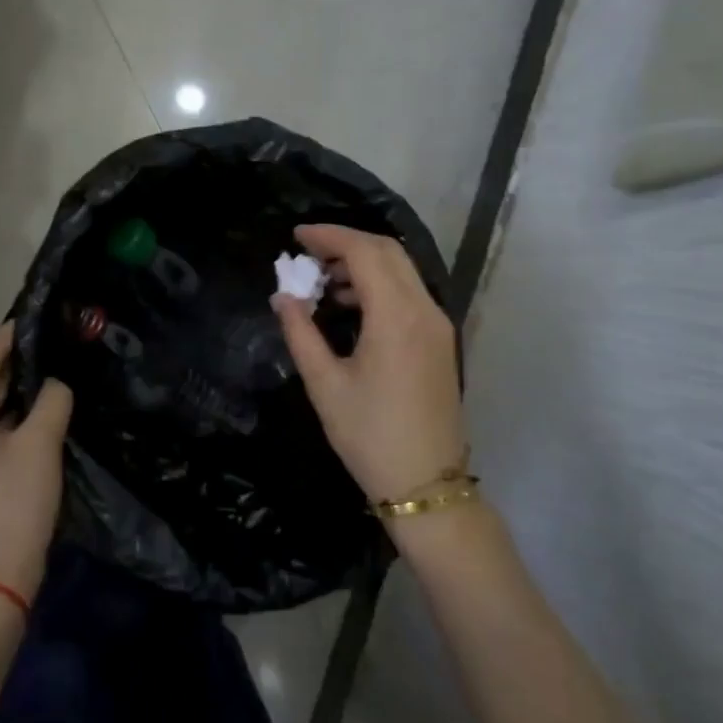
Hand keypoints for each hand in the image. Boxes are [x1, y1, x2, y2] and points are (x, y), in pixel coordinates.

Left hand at [0, 324, 72, 603]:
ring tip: (41, 376)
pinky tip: (22, 415)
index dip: (8, 338)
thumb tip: (54, 383)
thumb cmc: (12, 509)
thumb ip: (51, 399)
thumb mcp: (40, 446)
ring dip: (3, 399)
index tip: (32, 317)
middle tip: (46, 348)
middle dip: (10, 371)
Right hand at [272, 224, 464, 503]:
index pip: (364, 252)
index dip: (329, 236)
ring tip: (323, 282)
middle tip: (307, 253)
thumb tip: (282, 297)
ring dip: (364, 264)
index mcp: (396, 317)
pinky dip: (380, 285)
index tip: (296, 236)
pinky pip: (409, 293)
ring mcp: (438, 325)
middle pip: (388, 252)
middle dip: (346, 243)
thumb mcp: (325, 384)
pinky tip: (351, 306)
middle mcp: (424, 310)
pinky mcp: (440, 341)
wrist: (426, 486)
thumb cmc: (369, 436)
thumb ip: (301, 332)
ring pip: (402, 271)